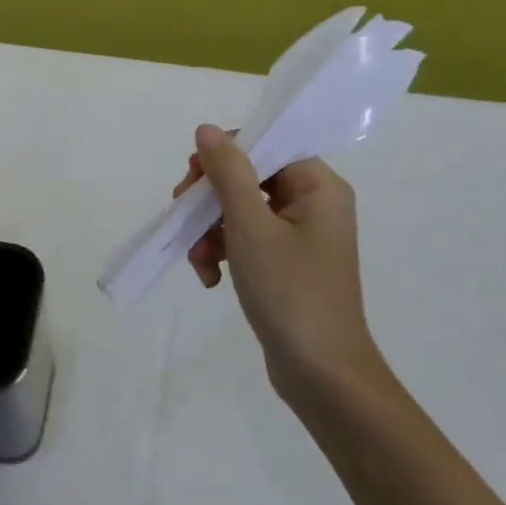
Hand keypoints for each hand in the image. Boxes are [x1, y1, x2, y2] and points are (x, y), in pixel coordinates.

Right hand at [176, 124, 386, 398]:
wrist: (321, 375)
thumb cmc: (290, 292)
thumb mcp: (250, 226)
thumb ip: (228, 173)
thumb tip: (207, 129)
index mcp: (318, 186)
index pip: (266, 145)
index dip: (224, 157)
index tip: (192, 181)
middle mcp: (313, 204)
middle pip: (248, 178)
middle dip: (209, 201)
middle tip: (184, 219)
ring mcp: (300, 236)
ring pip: (240, 211)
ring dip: (209, 232)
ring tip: (198, 263)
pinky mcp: (286, 264)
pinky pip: (245, 240)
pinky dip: (222, 253)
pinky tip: (210, 279)